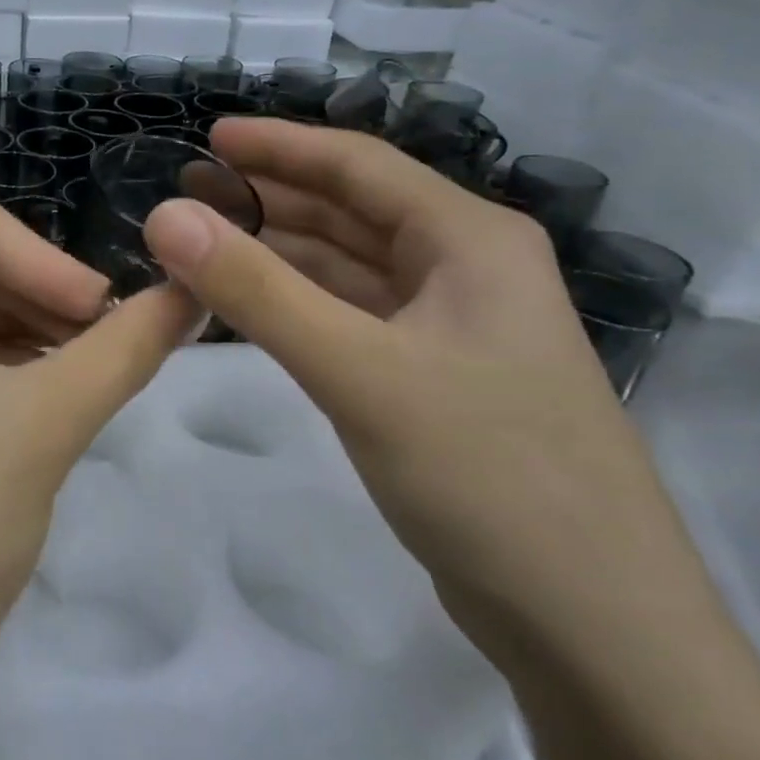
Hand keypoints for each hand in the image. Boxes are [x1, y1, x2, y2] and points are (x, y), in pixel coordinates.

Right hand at [143, 118, 718, 659]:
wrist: (592, 623)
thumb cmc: (487, 474)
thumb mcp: (358, 371)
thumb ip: (256, 290)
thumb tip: (166, 215)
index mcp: (469, 240)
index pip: (359, 165)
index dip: (279, 145)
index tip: (207, 136)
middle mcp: (465, 270)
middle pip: (353, 212)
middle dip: (272, 197)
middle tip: (190, 193)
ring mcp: (451, 329)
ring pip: (349, 268)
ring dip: (280, 252)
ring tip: (205, 243)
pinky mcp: (433, 380)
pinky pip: (351, 318)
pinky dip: (298, 305)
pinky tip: (252, 307)